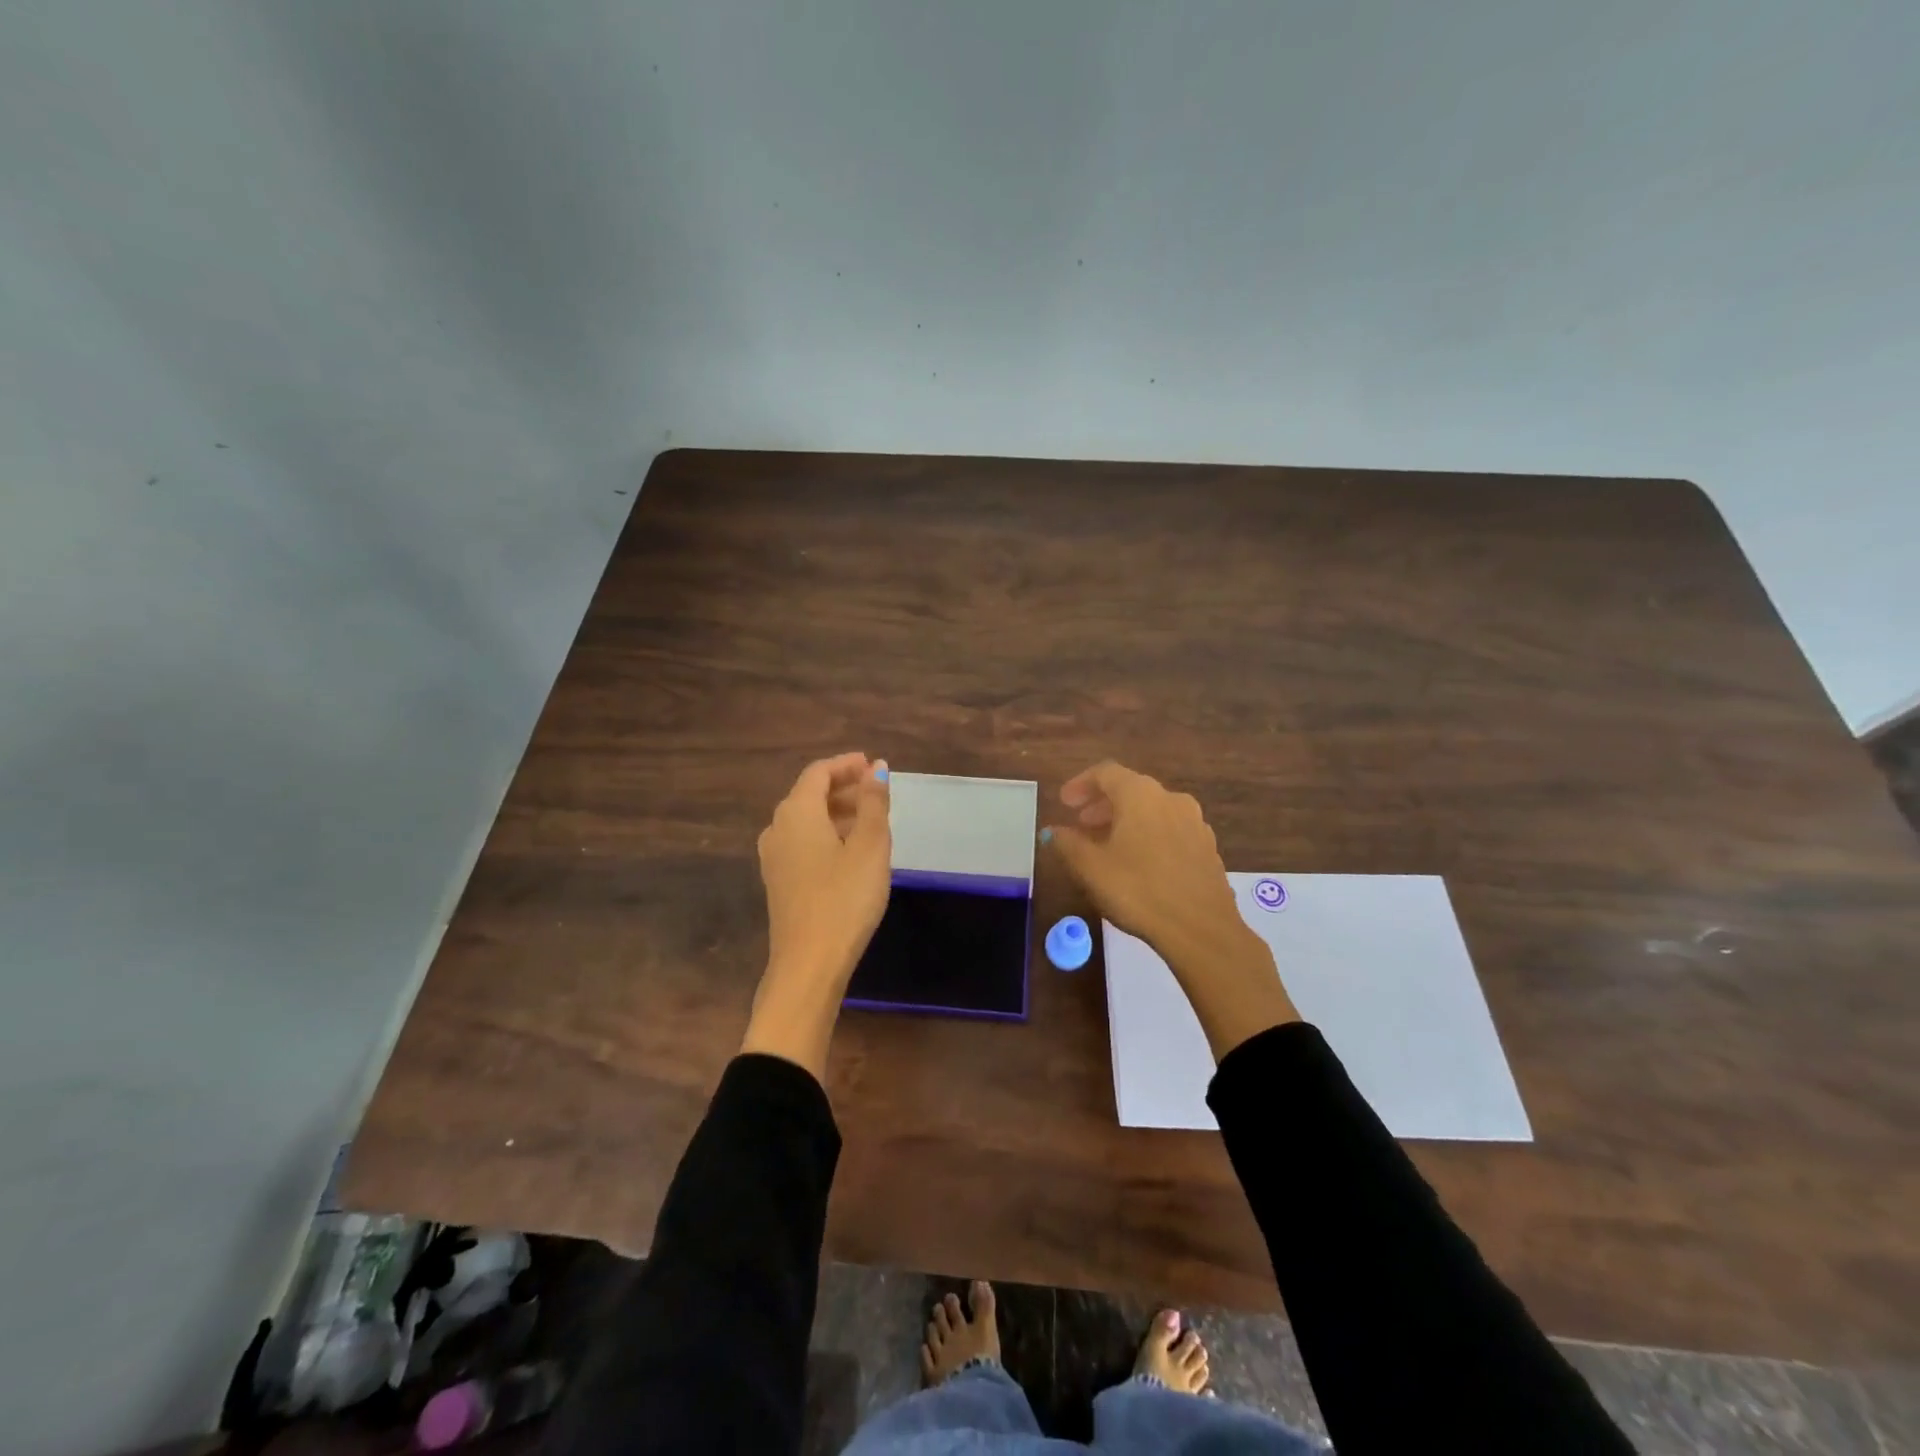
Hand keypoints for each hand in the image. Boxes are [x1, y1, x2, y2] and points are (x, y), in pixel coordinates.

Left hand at [742, 752, 891, 1077]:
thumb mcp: (870, 846)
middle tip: (877, 792)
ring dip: (836, 812)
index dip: (846, 765)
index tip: (873, 765)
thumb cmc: (845, 898)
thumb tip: (876, 768)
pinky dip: (826, 834)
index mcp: (797, 812)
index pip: (818, 772)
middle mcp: (778, 828)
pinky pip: (802, 842)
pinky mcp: (778, 881)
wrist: (809, 963)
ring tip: (870, 820)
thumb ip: (873, 802)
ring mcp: (774, 857)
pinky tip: (850, 851)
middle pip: (809, 794)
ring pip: (806, 820)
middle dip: (843, 788)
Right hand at [1045, 761, 1296, 1057]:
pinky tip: (1138, 864)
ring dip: (1126, 822)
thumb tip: (1054, 831)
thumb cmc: (1138, 890)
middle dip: (1102, 804)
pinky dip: (1148, 837)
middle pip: (1131, 790)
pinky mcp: (1208, 849)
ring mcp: (1195, 824)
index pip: (1105, 773)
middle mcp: (1171, 799)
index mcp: (1140, 794)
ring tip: (1107, 845)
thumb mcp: (1090, 867)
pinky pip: (1170, 831)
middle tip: (1081, 823)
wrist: (1200, 930)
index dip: (1080, 784)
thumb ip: (1067, 843)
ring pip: (1153, 811)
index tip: (1064, 803)